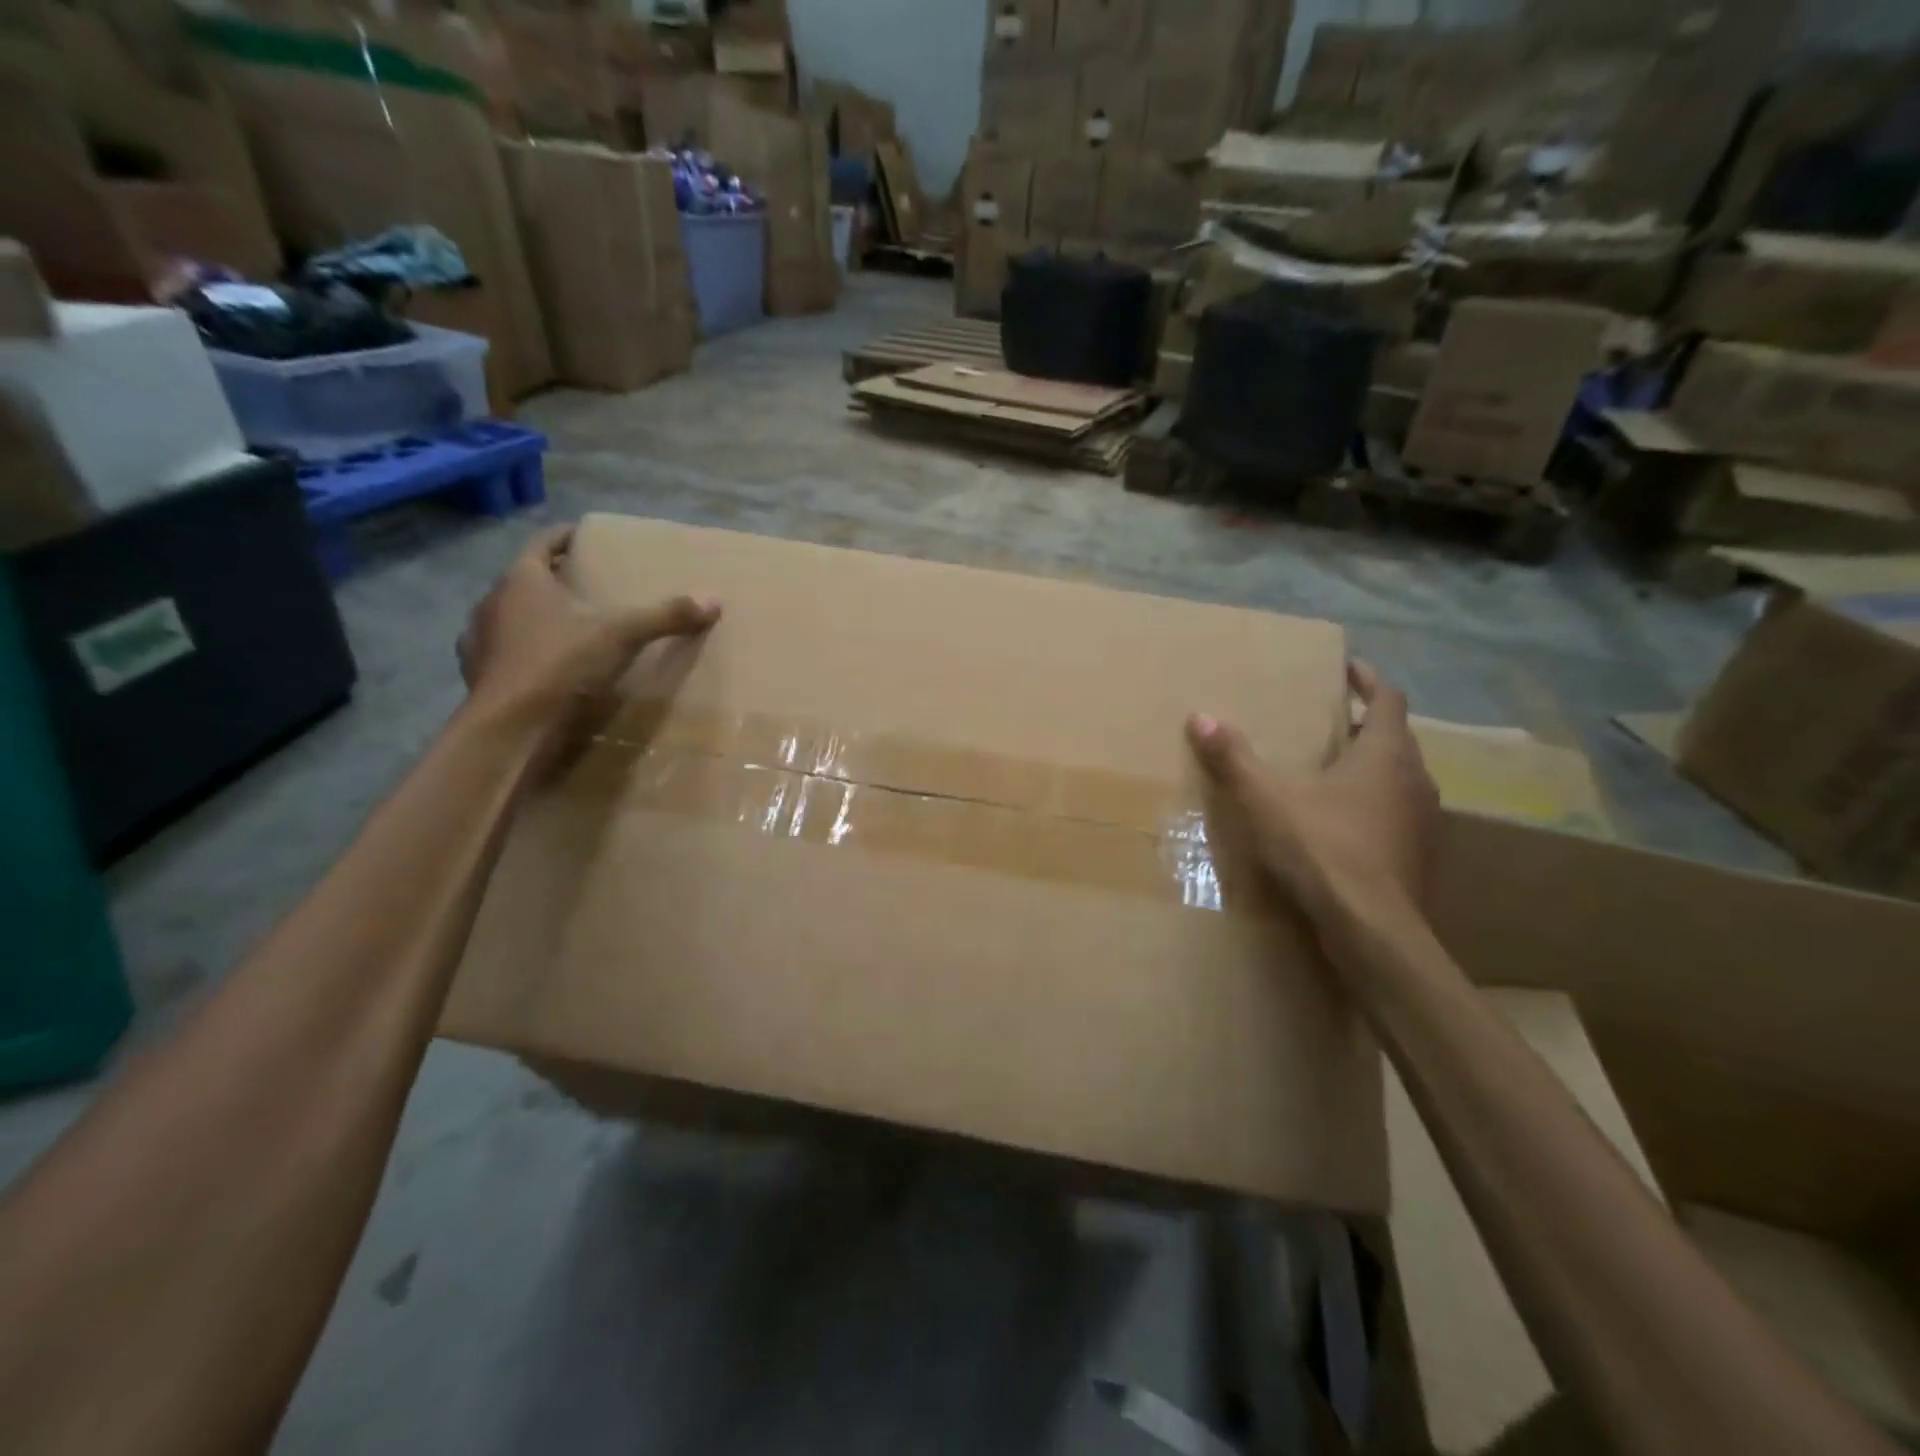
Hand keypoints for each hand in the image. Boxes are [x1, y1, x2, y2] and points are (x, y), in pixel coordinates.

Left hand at [458, 525, 719, 733]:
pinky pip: (509, 650)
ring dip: (539, 616)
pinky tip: (551, 665)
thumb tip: (714, 599)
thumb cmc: (560, 664)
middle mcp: (494, 600)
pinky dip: (529, 651)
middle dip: (556, 579)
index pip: (542, 542)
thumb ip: (665, 616)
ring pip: (514, 615)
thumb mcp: (622, 635)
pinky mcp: (480, 674)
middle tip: (588, 584)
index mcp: (523, 579)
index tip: (583, 536)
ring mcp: (481, 639)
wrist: (510, 726)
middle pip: (528, 579)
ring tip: (572, 626)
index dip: (564, 537)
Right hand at [1186, 662, 1439, 929]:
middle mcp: (1415, 780)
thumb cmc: (1323, 850)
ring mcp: (1424, 821)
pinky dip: (1373, 805)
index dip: (1368, 679)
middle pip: (1396, 738)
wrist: (1373, 931)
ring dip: (1371, 767)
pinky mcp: (1419, 856)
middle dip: (1365, 724)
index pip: (1388, 699)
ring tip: (1332, 770)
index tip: (1347, 668)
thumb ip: (1234, 758)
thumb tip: (1201, 717)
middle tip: (1329, 721)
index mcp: (1386, 754)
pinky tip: (1341, 823)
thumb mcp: (1267, 799)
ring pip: (1399, 778)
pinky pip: (1397, 814)